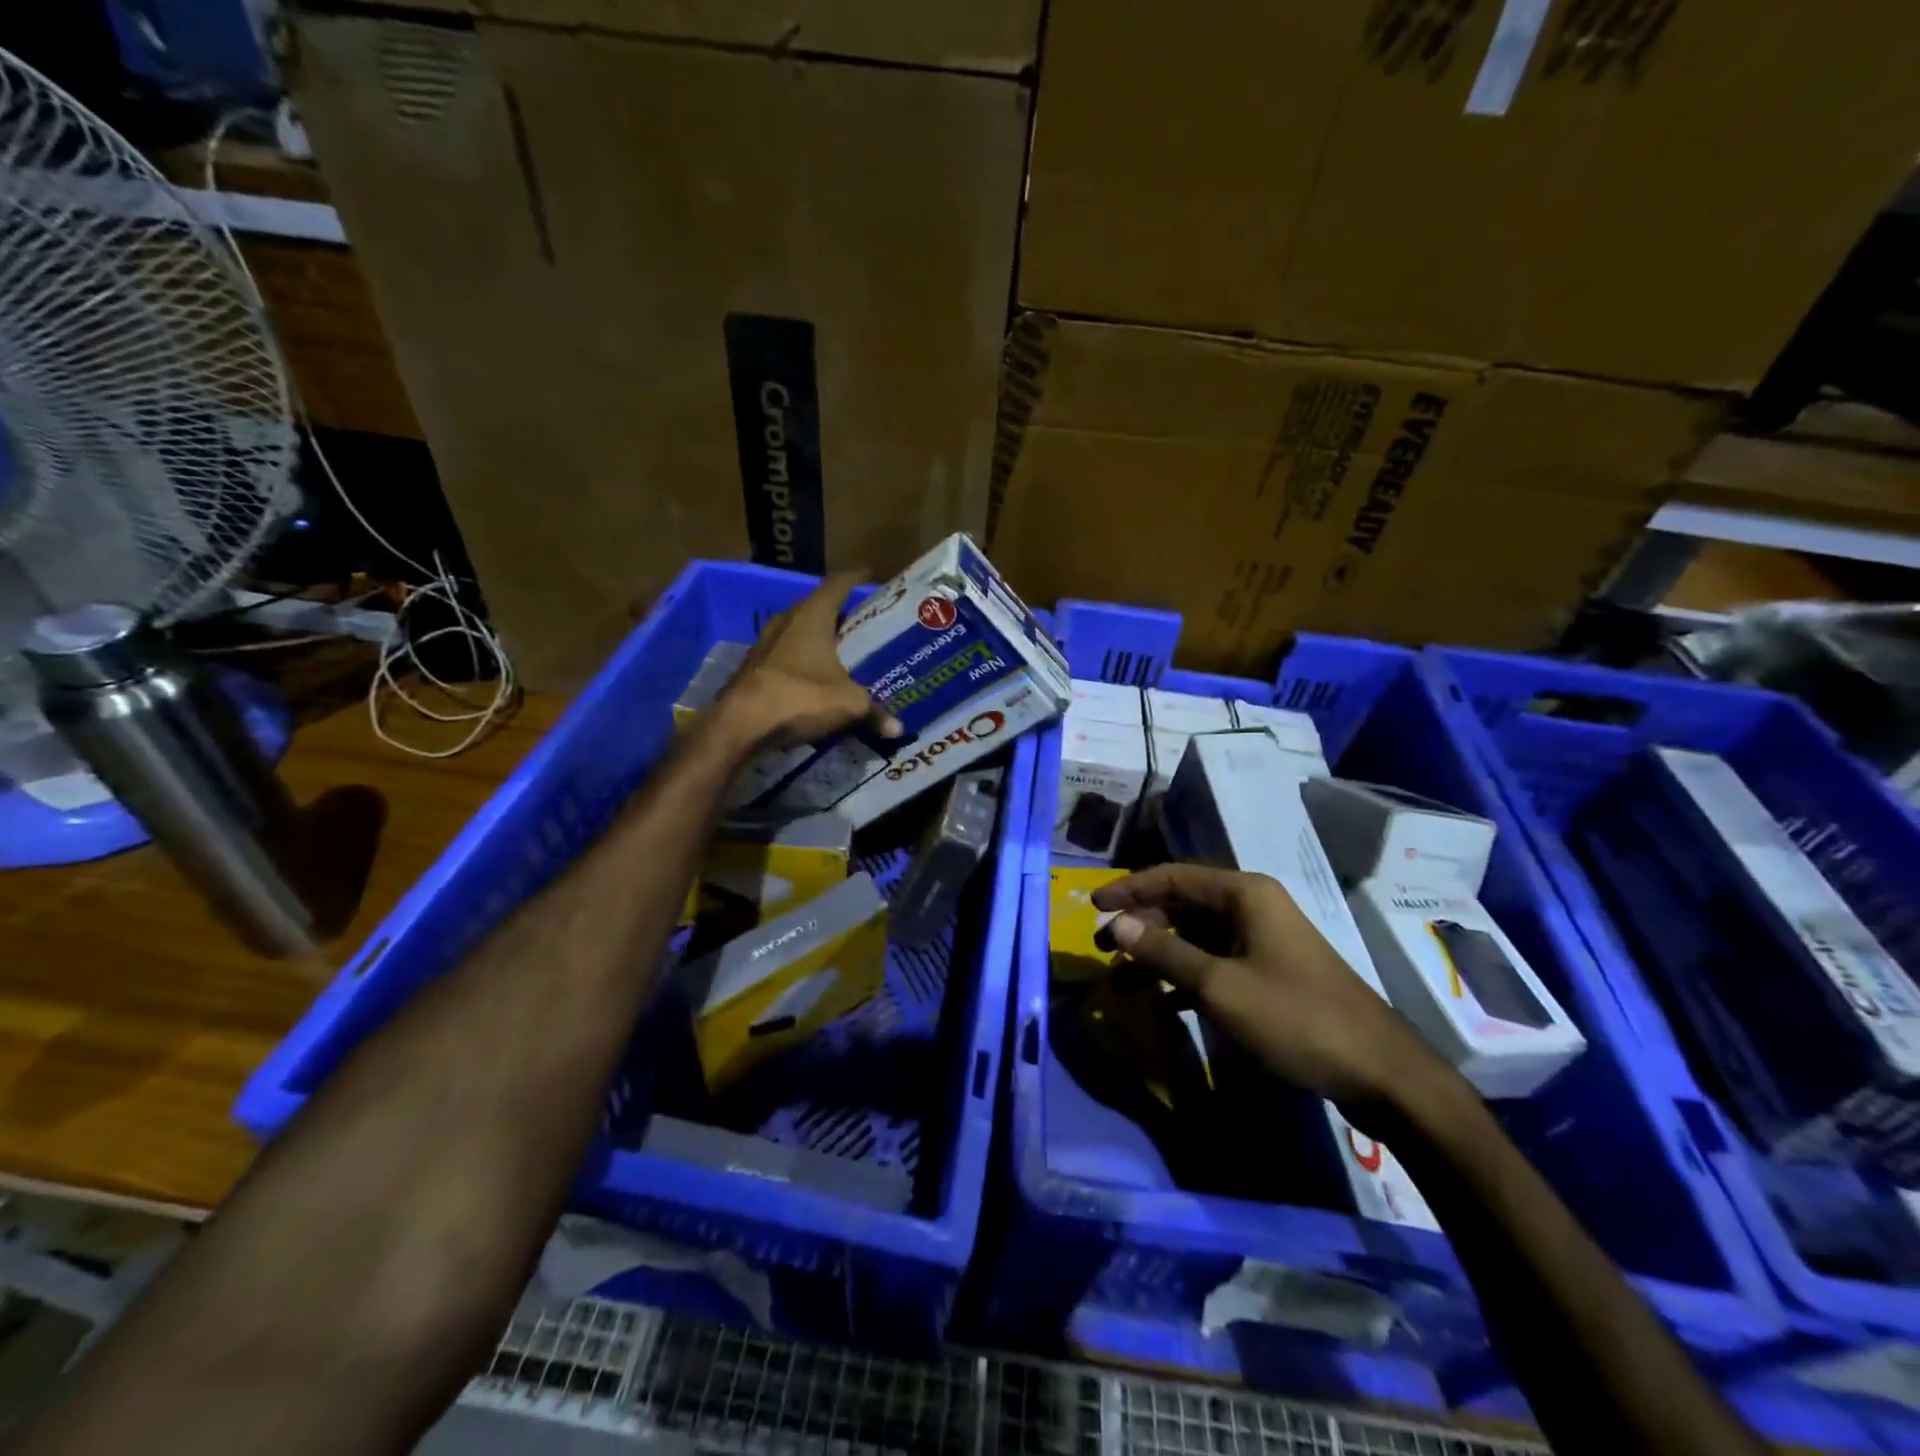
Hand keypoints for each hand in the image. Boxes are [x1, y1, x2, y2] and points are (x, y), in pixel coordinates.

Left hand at [716, 572, 903, 749]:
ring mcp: (764, 643)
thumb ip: (874, 711)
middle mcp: (786, 621)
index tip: (869, 578)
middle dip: (838, 615)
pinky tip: (814, 678)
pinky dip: (801, 662)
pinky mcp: (752, 667)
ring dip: (816, 640)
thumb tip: (897, 728)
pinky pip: (784, 656)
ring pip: (797, 633)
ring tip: (841, 652)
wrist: (742, 724)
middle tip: (862, 624)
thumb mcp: (848, 704)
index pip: (837, 585)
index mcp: (812, 615)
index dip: (855, 580)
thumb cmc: (802, 697)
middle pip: (816, 608)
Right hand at [1092, 864, 1449, 1107]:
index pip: (1172, 876)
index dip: (1129, 888)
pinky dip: (1183, 976)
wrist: (1380, 1071)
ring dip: (1158, 954)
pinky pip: (1213, 961)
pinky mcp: (1268, 972)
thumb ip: (1164, 951)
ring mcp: (1261, 940)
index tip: (1092, 905)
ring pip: (1195, 935)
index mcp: (1244, 894)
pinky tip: (1159, 1001)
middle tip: (1101, 949)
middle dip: (1140, 925)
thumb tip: (1115, 923)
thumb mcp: (1220, 986)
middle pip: (1182, 904)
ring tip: (1121, 981)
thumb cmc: (1295, 1017)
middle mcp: (1251, 907)